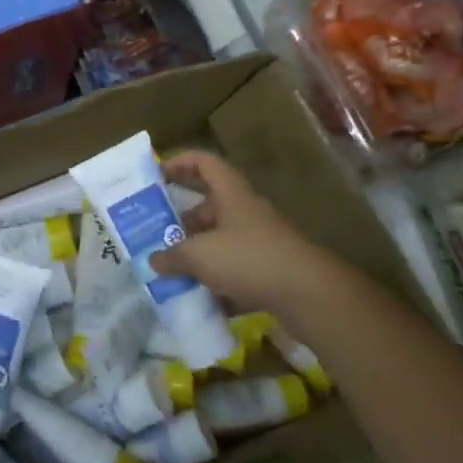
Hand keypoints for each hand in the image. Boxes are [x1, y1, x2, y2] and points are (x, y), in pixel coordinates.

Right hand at [150, 149, 350, 328]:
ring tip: (172, 271)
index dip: (179, 163)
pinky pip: (236, 269)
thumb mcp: (200, 256)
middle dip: (182, 221)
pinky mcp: (270, 270)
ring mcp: (261, 241)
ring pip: (221, 240)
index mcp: (231, 194)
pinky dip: (217, 281)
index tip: (156, 176)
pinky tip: (199, 299)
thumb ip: (172, 256)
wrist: (309, 294)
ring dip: (198, 253)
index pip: (204, 163)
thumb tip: (153, 260)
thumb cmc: (249, 259)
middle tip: (157, 236)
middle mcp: (246, 211)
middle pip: (209, 206)